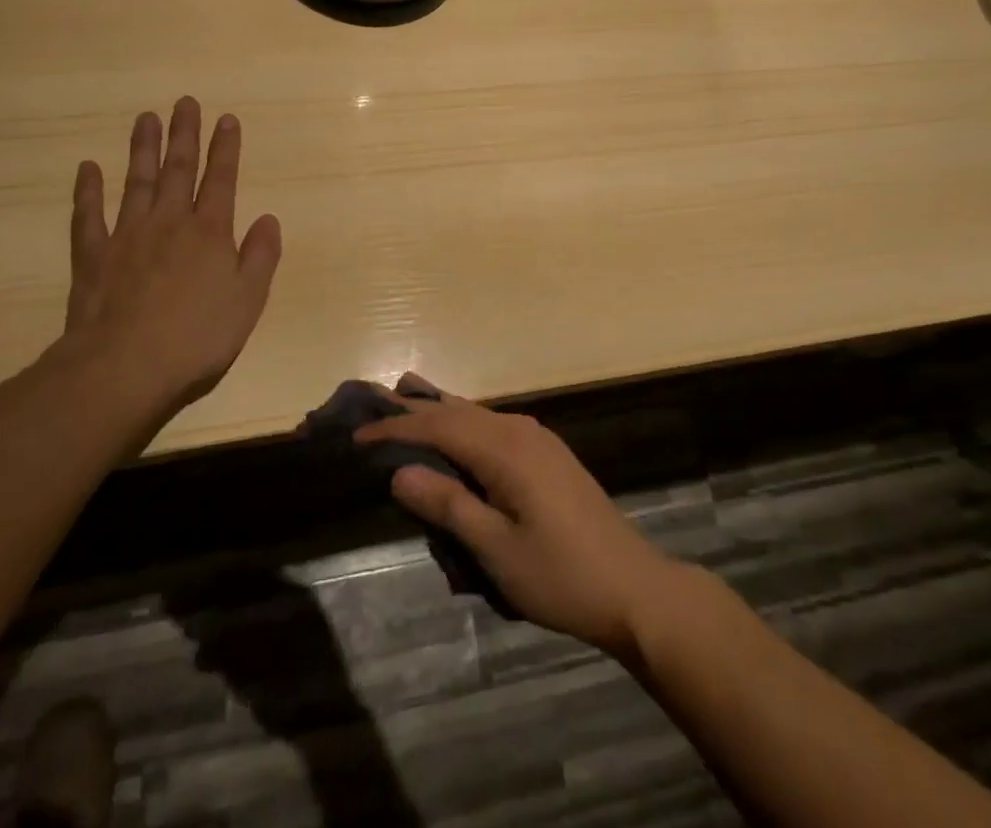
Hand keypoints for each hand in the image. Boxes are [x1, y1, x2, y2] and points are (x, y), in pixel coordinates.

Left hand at [57, 97, 282, 421]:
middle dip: (184, 134)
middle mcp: (170, 222)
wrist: (125, 367)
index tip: (226, 119)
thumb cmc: (197, 337)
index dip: (225, 148)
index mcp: (210, 232)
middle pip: (178, 170)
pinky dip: (88, 191)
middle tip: (184, 102)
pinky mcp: (93, 256)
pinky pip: (89, 216)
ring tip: (146, 118)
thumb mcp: (248, 301)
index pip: (221, 180)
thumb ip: (261, 256)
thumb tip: (269, 218)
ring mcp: (127, 235)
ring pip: (136, 182)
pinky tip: (88, 168)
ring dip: (143, 149)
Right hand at [355, 380, 684, 655]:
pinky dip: (462, 424)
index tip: (357, 436)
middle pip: (455, 410)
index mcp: (504, 449)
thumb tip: (399, 471)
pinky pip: (492, 425)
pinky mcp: (546, 453)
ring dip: (437, 411)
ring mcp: (536, 438)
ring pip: (475, 412)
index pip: (437, 426)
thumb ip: (448, 506)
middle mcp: (519, 430)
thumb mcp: (497, 550)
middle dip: (412, 408)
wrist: (633, 587)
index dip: (395, 428)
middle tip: (370, 405)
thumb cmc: (561, 575)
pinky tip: (452, 433)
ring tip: (401, 404)